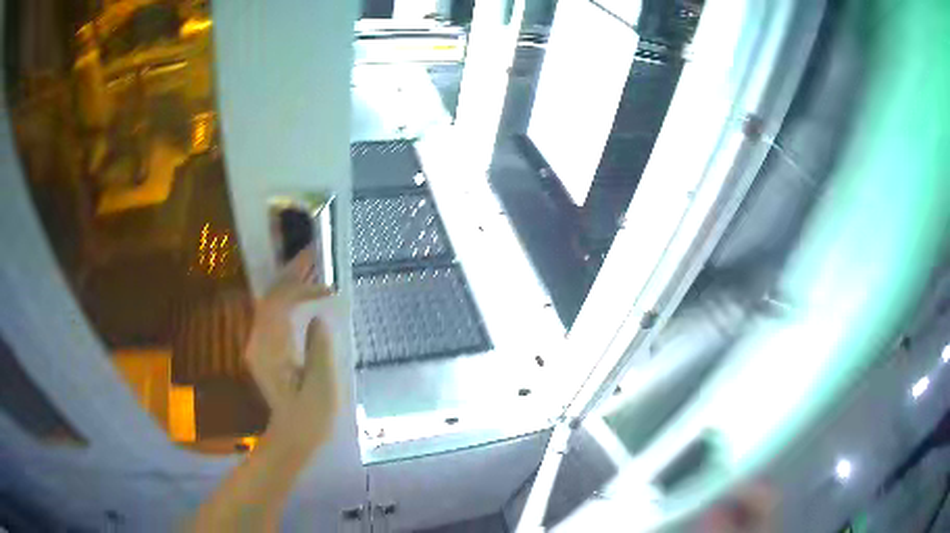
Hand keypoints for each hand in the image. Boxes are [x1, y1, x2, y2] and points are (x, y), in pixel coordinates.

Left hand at [244, 265, 337, 448]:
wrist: (292, 436)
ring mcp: (259, 344)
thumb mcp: (321, 386)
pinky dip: (289, 297)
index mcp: (270, 351)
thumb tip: (318, 316)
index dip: (301, 289)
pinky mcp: (264, 347)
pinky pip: (274, 313)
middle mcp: (258, 342)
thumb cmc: (311, 416)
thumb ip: (319, 349)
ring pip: (270, 302)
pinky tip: (304, 292)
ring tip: (312, 264)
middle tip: (315, 252)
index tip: (327, 288)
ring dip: (290, 282)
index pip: (279, 305)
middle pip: (270, 297)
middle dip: (292, 273)